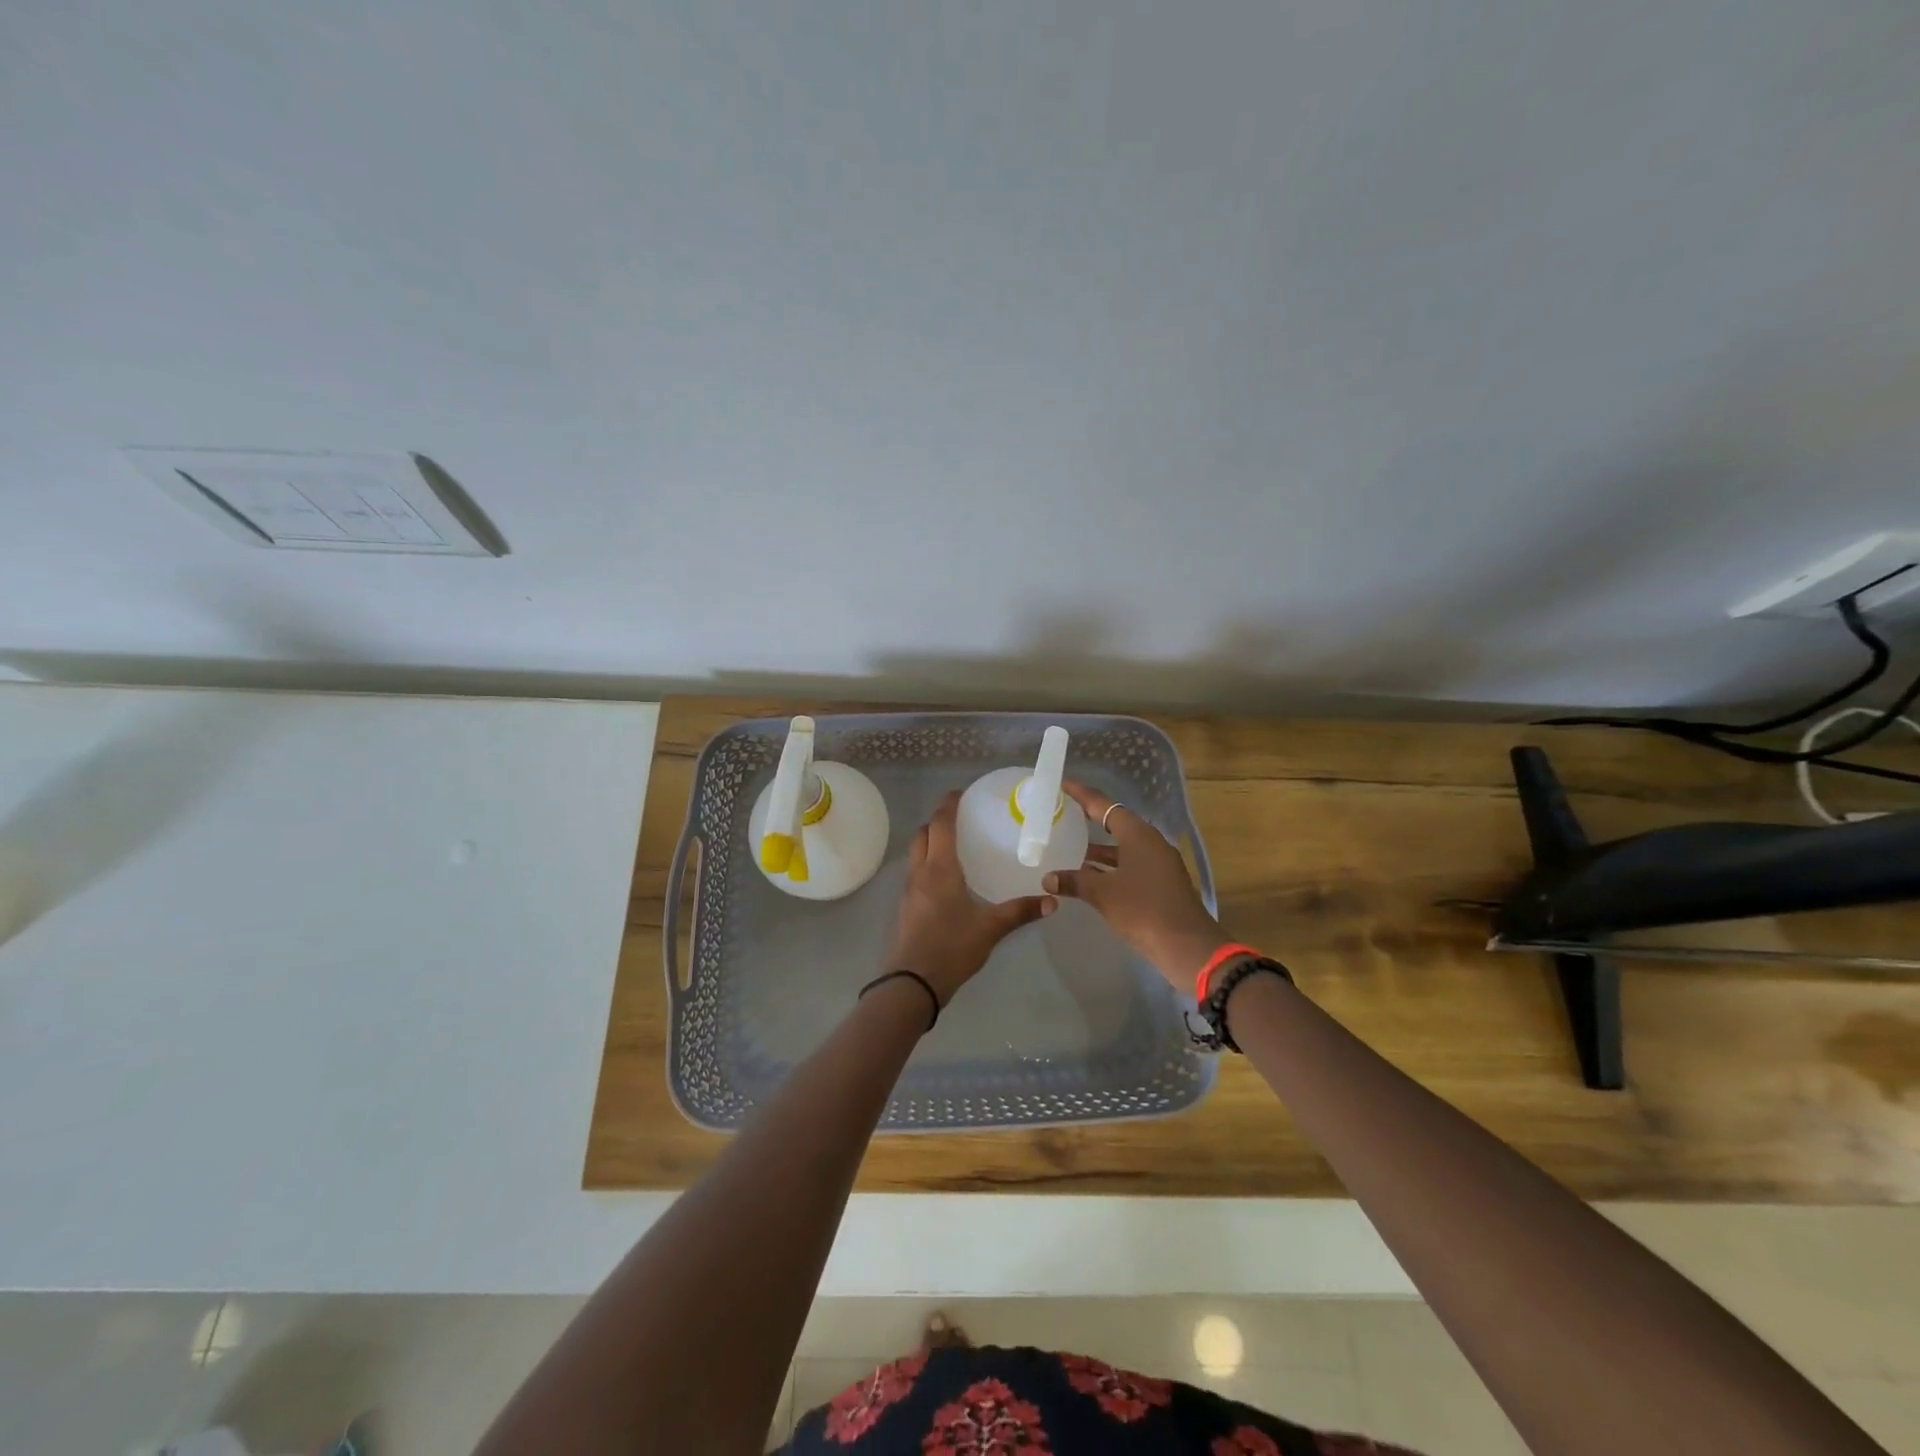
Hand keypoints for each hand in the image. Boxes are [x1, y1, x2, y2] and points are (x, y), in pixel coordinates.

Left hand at [884, 790, 1053, 1006]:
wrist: (911, 984)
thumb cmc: (951, 948)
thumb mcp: (990, 928)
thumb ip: (1020, 912)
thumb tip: (1053, 901)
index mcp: (939, 868)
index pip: (940, 824)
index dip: (948, 805)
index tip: (960, 793)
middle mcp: (920, 872)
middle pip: (922, 834)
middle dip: (937, 821)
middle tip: (961, 819)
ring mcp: (909, 890)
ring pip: (916, 853)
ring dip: (930, 842)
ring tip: (955, 846)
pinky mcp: (906, 907)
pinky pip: (916, 873)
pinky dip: (928, 863)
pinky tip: (947, 880)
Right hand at [1044, 780, 1228, 992]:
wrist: (1187, 946)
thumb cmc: (1143, 910)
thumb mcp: (1103, 894)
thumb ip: (1074, 881)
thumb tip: (1048, 878)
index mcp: (1138, 834)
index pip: (1104, 805)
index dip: (1081, 794)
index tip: (1062, 784)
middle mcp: (1149, 842)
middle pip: (1114, 822)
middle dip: (1088, 819)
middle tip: (1062, 814)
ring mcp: (1157, 863)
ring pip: (1122, 846)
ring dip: (1098, 848)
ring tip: (1068, 846)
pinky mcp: (1160, 883)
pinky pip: (1129, 864)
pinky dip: (1109, 867)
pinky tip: (1088, 876)